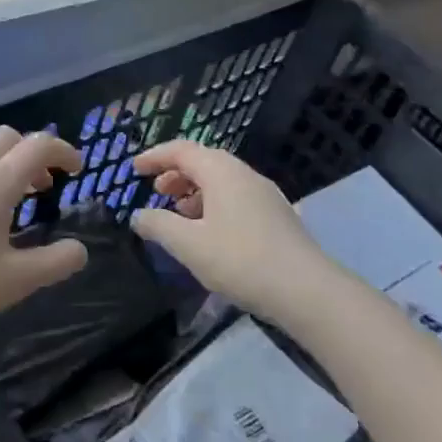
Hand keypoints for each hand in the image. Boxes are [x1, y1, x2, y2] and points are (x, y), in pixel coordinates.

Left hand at [0, 126, 87, 344]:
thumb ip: (54, 263)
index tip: (76, 168)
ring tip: (5, 203)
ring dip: (0, 163)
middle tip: (40, 187)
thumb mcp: (13, 282)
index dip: (63, 151)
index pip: (39, 145)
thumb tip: (80, 250)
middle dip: (30, 153)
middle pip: (6, 137)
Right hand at [130, 140, 339, 324]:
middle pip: (203, 161)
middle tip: (156, 193)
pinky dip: (213, 204)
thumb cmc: (241, 260)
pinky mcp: (277, 215)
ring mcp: (265, 194)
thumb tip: (138, 215)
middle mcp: (244, 174)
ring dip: (194, 191)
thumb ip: (158, 225)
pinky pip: (236, 197)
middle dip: (175, 174)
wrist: (307, 291)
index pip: (181, 150)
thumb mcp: (189, 245)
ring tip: (179, 215)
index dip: (155, 157)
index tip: (133, 169)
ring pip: (221, 181)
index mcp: (221, 171)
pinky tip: (209, 233)